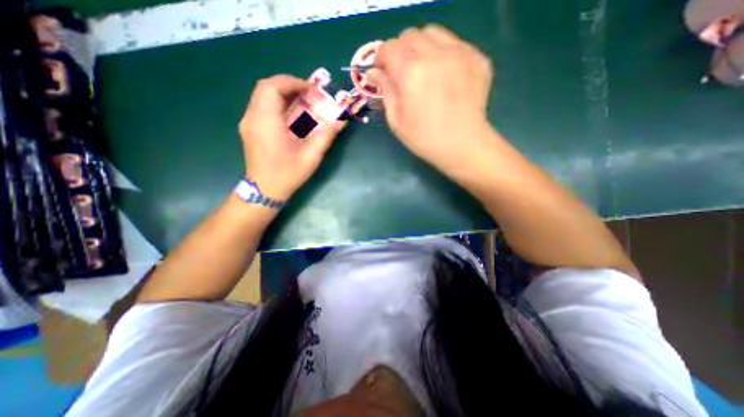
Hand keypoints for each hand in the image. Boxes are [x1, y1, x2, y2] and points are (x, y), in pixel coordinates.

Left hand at [238, 74, 344, 201]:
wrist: (264, 191)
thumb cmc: (288, 174)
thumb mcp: (311, 156)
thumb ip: (326, 136)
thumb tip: (341, 121)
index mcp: (266, 122)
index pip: (272, 87)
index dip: (293, 82)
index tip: (311, 89)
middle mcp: (252, 117)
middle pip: (265, 87)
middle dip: (288, 85)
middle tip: (308, 93)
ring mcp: (248, 122)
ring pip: (262, 96)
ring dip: (282, 93)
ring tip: (302, 101)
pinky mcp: (249, 128)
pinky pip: (261, 106)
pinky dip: (277, 103)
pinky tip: (290, 114)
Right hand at [371, 25, 491, 175]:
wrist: (463, 145)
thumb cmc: (424, 139)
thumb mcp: (396, 120)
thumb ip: (385, 90)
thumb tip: (375, 72)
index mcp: (410, 72)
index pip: (388, 47)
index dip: (382, 58)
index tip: (383, 71)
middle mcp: (434, 55)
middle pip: (409, 35)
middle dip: (400, 51)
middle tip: (403, 73)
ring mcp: (459, 53)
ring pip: (432, 33)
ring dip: (421, 47)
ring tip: (424, 70)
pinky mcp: (477, 57)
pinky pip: (454, 43)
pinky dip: (443, 53)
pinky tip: (444, 75)